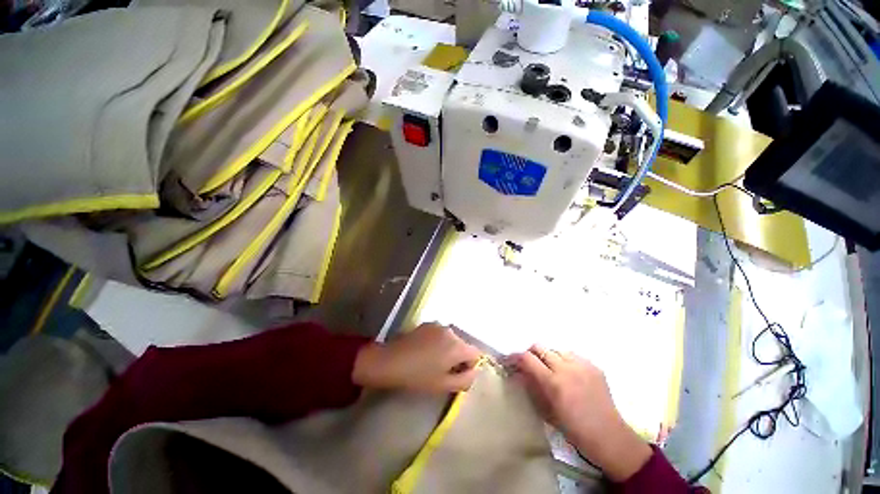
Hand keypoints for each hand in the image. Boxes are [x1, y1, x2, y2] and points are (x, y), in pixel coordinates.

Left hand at [352, 323, 481, 392]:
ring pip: (451, 339)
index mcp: (457, 346)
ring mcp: (438, 325)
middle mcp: (450, 331)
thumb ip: (465, 380)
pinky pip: (440, 334)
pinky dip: (438, 342)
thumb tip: (474, 372)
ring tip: (432, 361)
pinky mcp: (427, 324)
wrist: (390, 361)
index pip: (476, 353)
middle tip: (443, 371)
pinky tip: (424, 352)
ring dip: (447, 350)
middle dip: (458, 358)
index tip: (456, 375)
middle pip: (463, 345)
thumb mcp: (443, 385)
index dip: (470, 366)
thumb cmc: (417, 377)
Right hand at [508, 346, 651, 481]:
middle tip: (531, 363)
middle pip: (540, 347)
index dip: (516, 357)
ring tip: (552, 369)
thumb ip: (532, 387)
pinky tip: (569, 373)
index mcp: (553, 382)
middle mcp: (566, 368)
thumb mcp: (547, 411)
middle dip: (531, 353)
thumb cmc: (574, 429)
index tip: (511, 360)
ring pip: (556, 349)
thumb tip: (521, 373)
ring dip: (549, 356)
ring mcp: (582, 365)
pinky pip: (573, 355)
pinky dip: (566, 361)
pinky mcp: (594, 366)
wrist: (609, 436)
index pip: (527, 358)